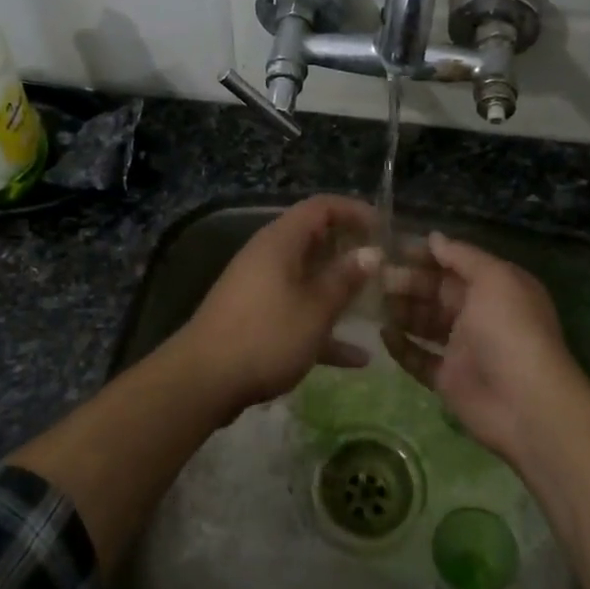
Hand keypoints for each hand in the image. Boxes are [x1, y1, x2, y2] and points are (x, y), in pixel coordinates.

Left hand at [168, 195, 377, 414]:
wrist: (203, 381)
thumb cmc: (266, 336)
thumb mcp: (315, 308)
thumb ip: (345, 279)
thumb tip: (372, 252)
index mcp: (280, 242)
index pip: (321, 207)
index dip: (354, 211)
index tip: (386, 229)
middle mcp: (269, 257)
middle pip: (315, 241)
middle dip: (351, 252)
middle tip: (387, 268)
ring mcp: (260, 288)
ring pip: (308, 278)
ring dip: (340, 290)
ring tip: (377, 305)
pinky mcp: (256, 319)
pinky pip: (297, 312)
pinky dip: (323, 326)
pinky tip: (357, 358)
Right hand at [380, 232, 588, 462]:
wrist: (524, 403)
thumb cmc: (510, 329)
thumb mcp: (493, 279)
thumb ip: (462, 256)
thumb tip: (433, 237)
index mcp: (496, 287)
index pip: (456, 264)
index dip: (426, 256)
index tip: (392, 249)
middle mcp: (480, 314)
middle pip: (437, 292)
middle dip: (407, 282)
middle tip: (374, 277)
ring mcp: (463, 349)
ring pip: (425, 323)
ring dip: (400, 311)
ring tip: (371, 301)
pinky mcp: (448, 379)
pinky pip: (419, 358)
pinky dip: (401, 347)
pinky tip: (382, 335)